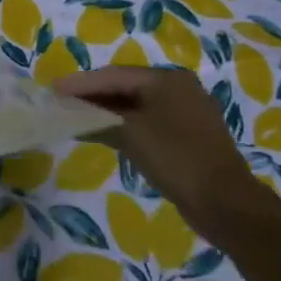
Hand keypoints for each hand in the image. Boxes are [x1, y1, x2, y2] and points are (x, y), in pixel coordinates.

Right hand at [56, 67, 258, 233]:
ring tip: (76, 117)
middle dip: (93, 96)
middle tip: (61, 102)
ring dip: (106, 112)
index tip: (54, 90)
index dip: (81, 83)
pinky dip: (125, 127)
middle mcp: (179, 89)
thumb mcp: (131, 134)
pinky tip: (104, 134)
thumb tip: (70, 113)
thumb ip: (98, 118)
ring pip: (136, 106)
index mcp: (168, 79)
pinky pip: (148, 123)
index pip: (114, 75)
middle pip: (125, 87)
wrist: (226, 205)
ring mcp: (186, 114)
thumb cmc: (176, 158)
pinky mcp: (188, 138)